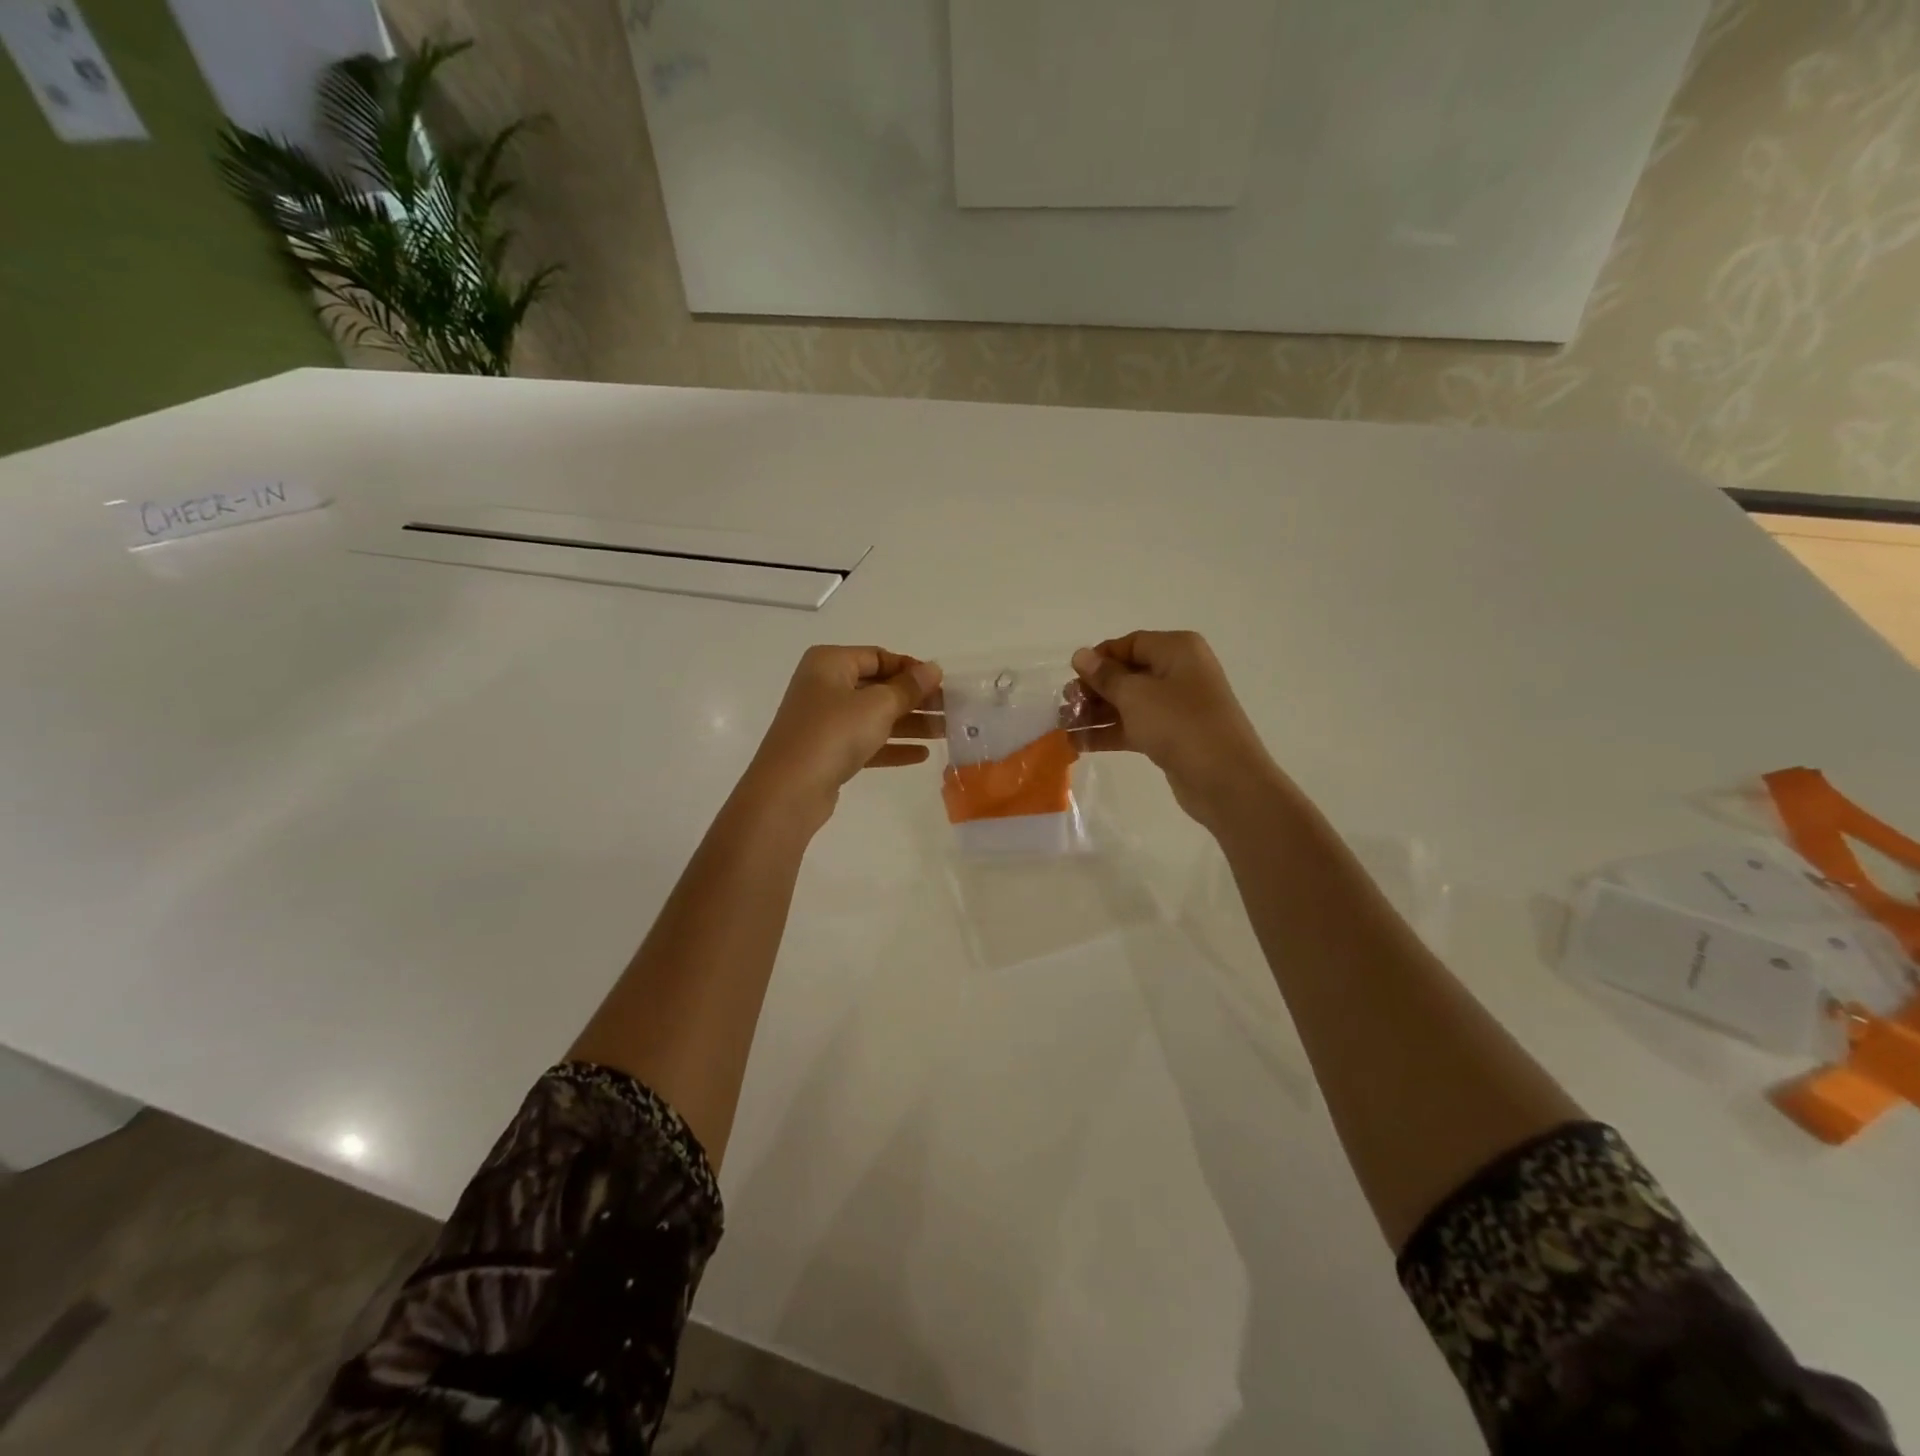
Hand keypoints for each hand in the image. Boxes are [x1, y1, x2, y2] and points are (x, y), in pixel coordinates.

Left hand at [737, 645, 942, 829]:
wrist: (789, 790)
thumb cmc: (833, 734)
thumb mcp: (877, 705)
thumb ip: (909, 688)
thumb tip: (933, 669)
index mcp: (830, 663)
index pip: (879, 656)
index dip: (911, 669)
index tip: (942, 684)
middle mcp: (824, 686)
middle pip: (878, 687)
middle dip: (915, 699)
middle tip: (951, 710)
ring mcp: (824, 721)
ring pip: (874, 716)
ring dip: (909, 724)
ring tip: (945, 733)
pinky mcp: (827, 752)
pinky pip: (866, 742)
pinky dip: (891, 746)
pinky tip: (921, 755)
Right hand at [1072, 631, 1282, 827]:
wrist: (1224, 779)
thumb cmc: (1179, 723)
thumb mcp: (1135, 695)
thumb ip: (1105, 675)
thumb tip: (1081, 655)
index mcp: (1177, 650)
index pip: (1130, 644)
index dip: (1099, 658)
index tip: (1071, 676)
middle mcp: (1179, 672)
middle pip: (1127, 674)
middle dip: (1093, 689)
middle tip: (1065, 706)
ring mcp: (1177, 706)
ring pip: (1128, 703)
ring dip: (1096, 713)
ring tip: (1063, 726)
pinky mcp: (1172, 736)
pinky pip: (1135, 727)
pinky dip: (1109, 732)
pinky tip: (1079, 743)